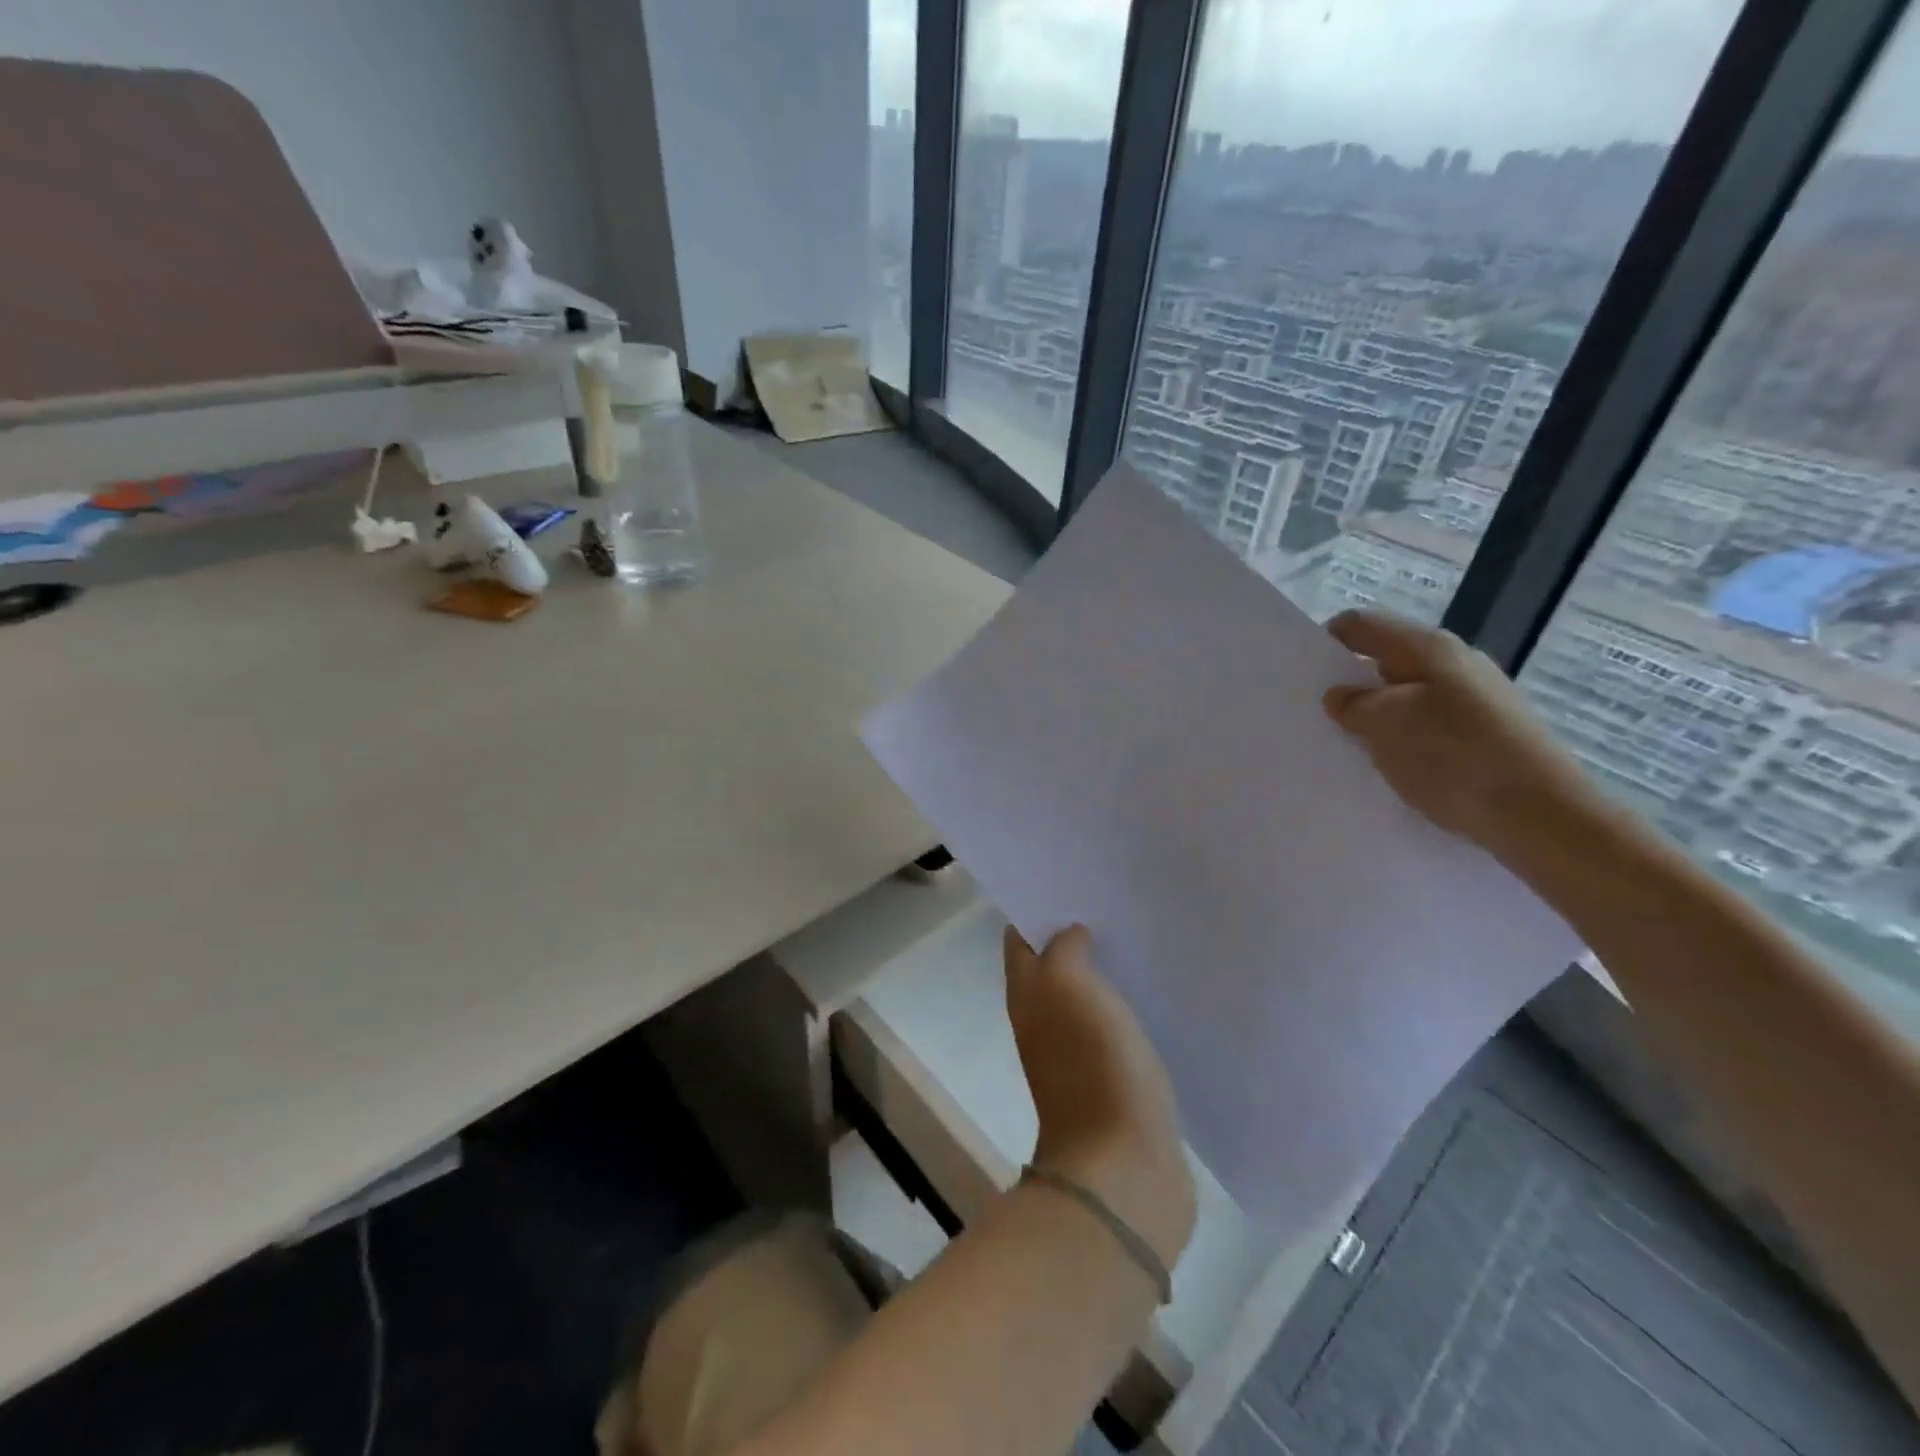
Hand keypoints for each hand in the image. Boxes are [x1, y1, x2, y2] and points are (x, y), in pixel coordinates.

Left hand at [1004, 925, 1196, 1271]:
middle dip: (1077, 934)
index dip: (1038, 909)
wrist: (1124, 1167)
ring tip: (1139, 933)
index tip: (1072, 882)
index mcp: (1028, 996)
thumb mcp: (1069, 987)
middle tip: (1113, 902)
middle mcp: (1045, 1020)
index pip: (1021, 939)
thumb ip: (1064, 949)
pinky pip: (1116, 1025)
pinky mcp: (1115, 1077)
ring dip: (1105, 967)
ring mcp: (1079, 1051)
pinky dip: (1128, 1002)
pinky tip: (1155, 985)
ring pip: (1086, 994)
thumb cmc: (1092, 1065)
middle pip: (1054, 965)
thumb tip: (1070, 933)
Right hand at [1322, 610, 1601, 853]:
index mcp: (1428, 648)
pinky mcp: (1485, 734)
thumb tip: (1340, 696)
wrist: (1542, 816)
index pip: (1360, 625)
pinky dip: (1401, 739)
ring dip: (1374, 717)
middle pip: (1383, 660)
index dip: (1324, 642)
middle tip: (1316, 717)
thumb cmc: (1455, 758)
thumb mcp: (1386, 725)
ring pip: (1404, 696)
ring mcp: (1474, 699)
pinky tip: (1390, 766)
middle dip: (1347, 684)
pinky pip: (1426, 725)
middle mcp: (1454, 663)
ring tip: (1348, 746)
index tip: (1299, 677)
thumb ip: (1353, 704)